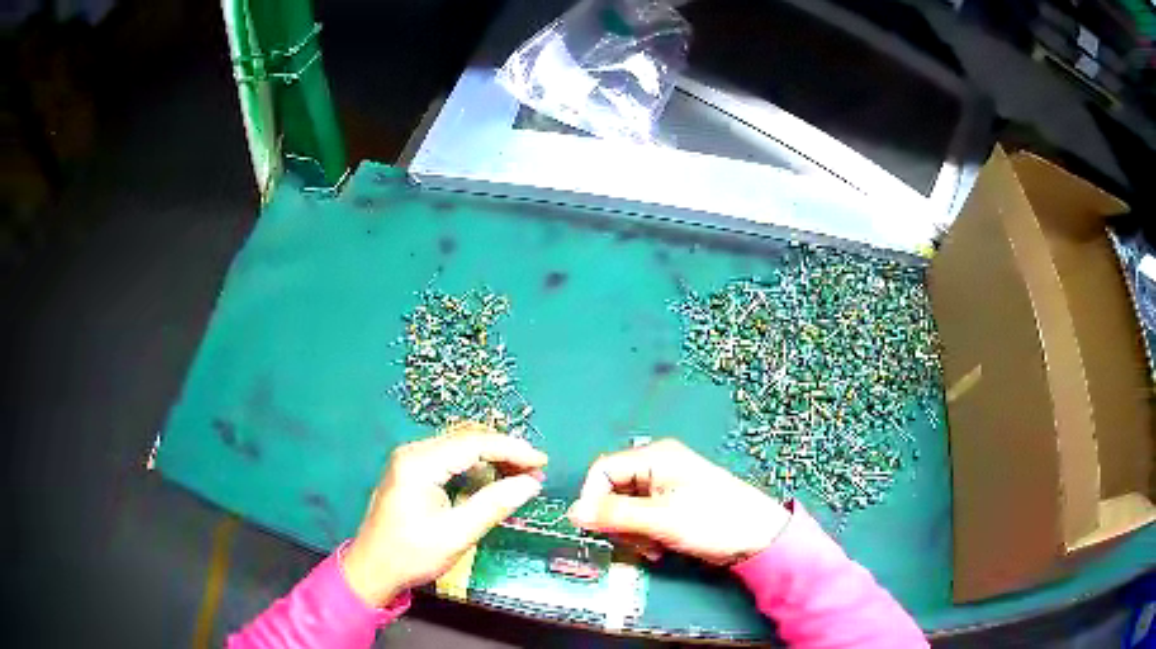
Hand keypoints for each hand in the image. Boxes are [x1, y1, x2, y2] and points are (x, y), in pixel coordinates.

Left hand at [343, 423, 547, 605]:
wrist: (372, 568)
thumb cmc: (412, 554)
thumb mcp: (456, 534)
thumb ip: (494, 505)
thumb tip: (531, 484)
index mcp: (420, 463)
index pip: (474, 443)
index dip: (512, 449)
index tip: (542, 462)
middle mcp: (413, 452)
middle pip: (467, 439)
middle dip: (504, 451)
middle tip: (536, 471)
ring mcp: (410, 460)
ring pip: (460, 447)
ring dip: (492, 458)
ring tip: (521, 475)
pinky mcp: (412, 471)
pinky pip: (450, 459)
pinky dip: (476, 466)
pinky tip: (493, 480)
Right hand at [568, 439, 789, 565]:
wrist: (759, 538)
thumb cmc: (712, 521)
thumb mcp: (660, 519)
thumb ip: (615, 515)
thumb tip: (572, 513)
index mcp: (654, 457)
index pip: (602, 471)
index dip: (593, 499)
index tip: (596, 528)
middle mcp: (656, 467)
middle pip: (612, 492)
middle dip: (618, 521)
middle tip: (636, 541)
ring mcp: (665, 487)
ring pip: (625, 510)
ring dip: (631, 533)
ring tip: (653, 547)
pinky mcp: (672, 506)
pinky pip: (641, 519)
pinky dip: (644, 536)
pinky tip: (660, 549)